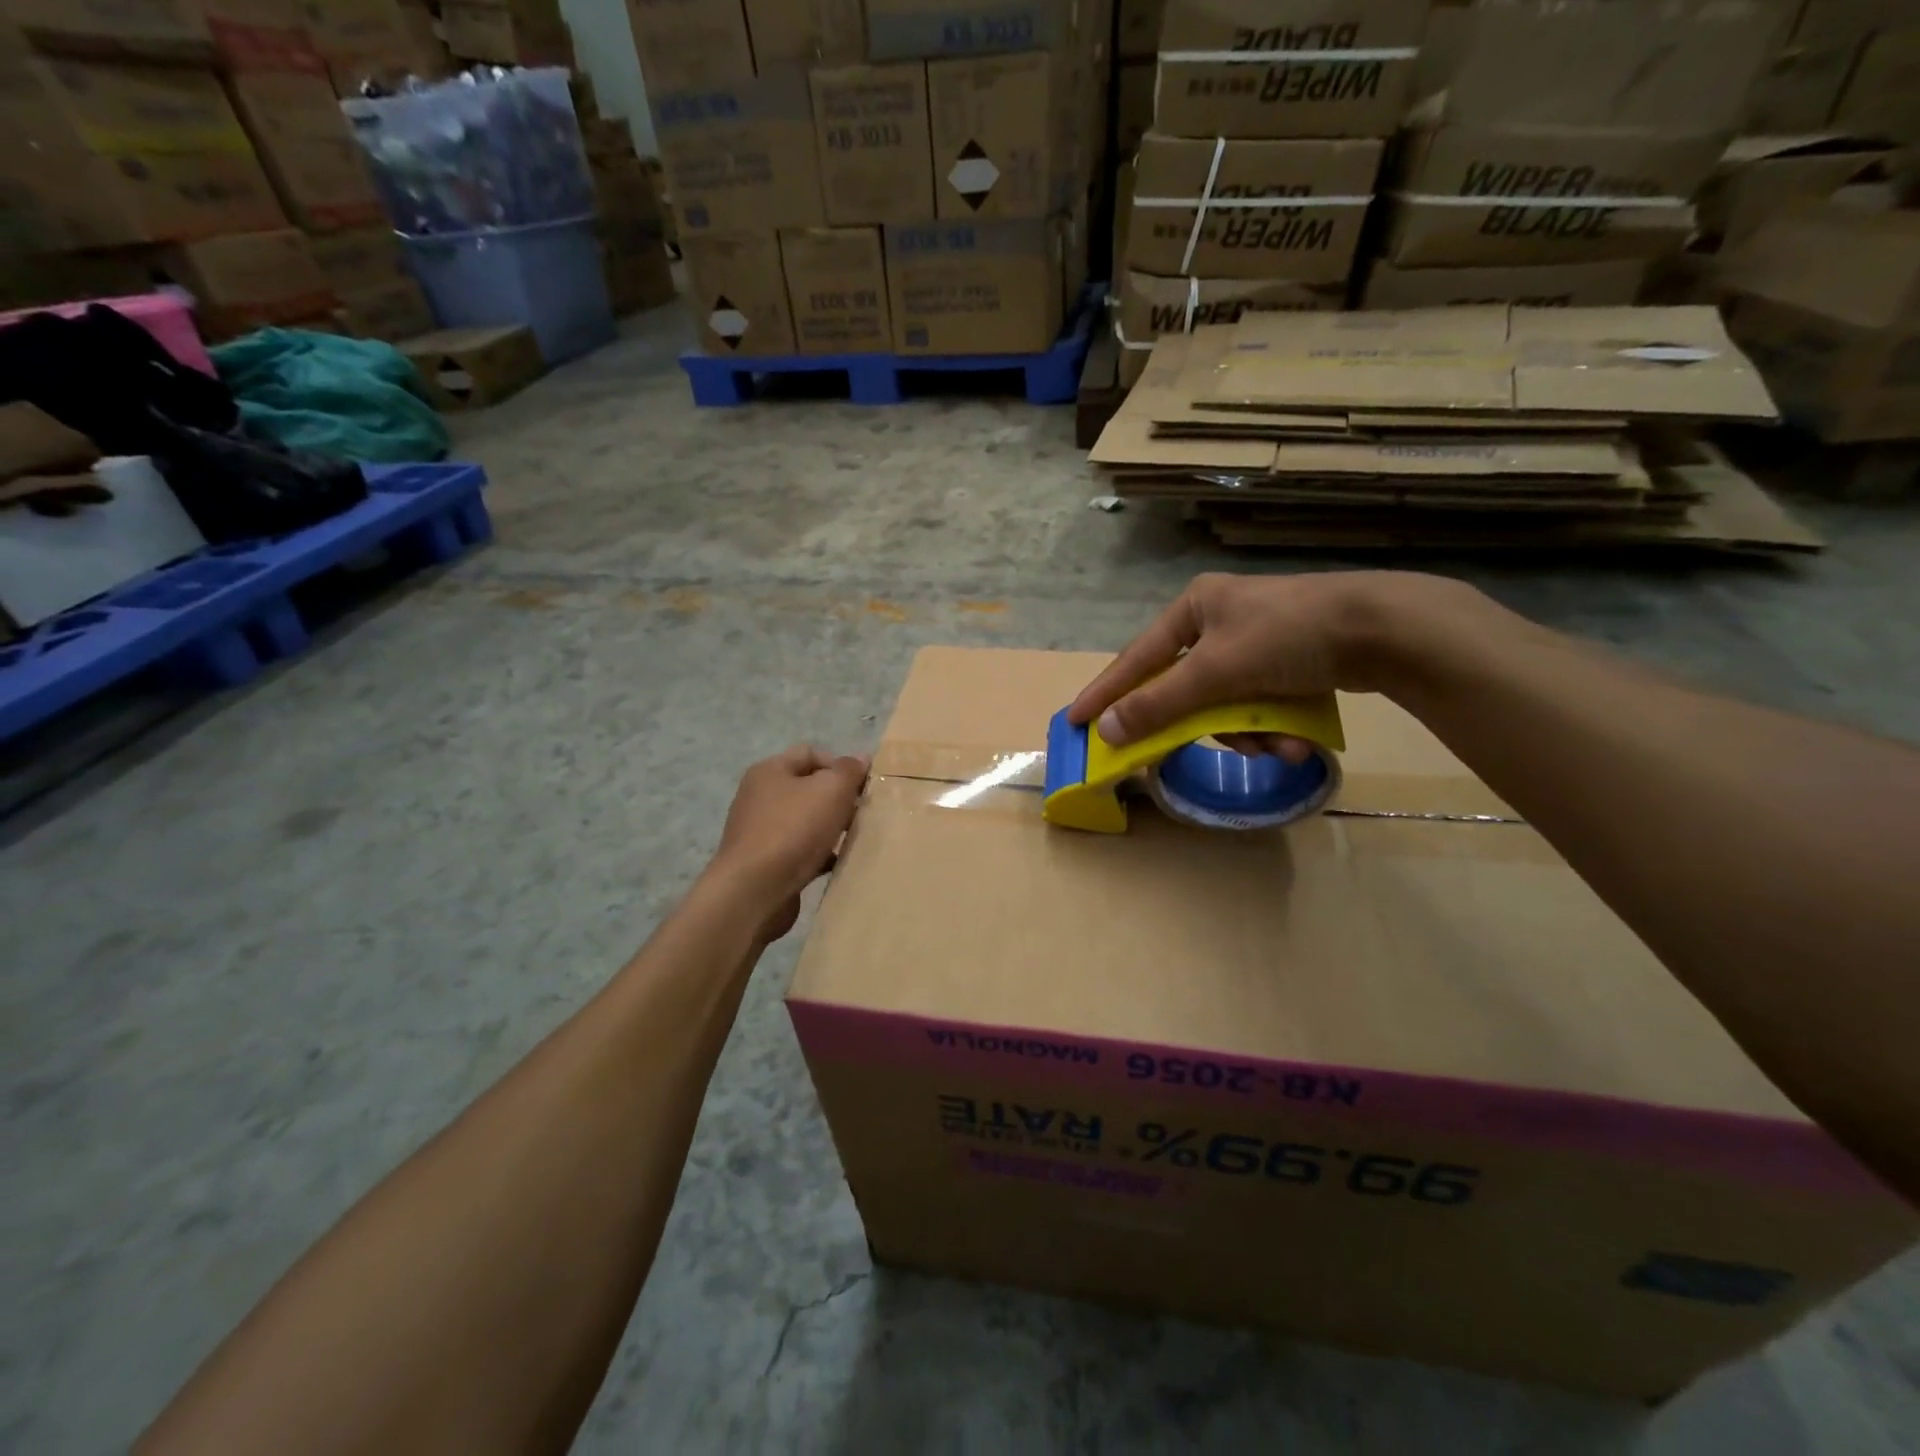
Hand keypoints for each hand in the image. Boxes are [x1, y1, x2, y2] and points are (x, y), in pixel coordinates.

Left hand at [710, 746, 867, 939]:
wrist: (753, 891)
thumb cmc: (793, 830)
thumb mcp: (831, 790)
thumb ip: (849, 770)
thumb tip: (861, 758)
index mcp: (770, 771)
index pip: (811, 753)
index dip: (840, 764)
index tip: (863, 786)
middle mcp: (760, 796)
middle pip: (808, 788)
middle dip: (838, 798)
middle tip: (862, 813)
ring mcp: (760, 830)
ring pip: (806, 820)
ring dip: (831, 827)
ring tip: (853, 838)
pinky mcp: (765, 861)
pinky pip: (799, 850)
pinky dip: (819, 853)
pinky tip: (836, 863)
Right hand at [1067, 572, 1463, 752]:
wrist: (1383, 628)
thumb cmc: (1287, 636)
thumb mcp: (1215, 672)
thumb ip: (1159, 703)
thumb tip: (1107, 730)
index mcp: (1193, 608)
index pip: (1136, 658)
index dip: (1106, 693)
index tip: (1076, 720)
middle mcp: (1219, 620)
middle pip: (1187, 687)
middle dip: (1204, 724)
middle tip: (1190, 749)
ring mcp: (1257, 641)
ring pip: (1226, 703)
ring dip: (1246, 733)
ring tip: (1274, 747)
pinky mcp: (1289, 661)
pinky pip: (1259, 703)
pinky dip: (1272, 726)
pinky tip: (1294, 740)